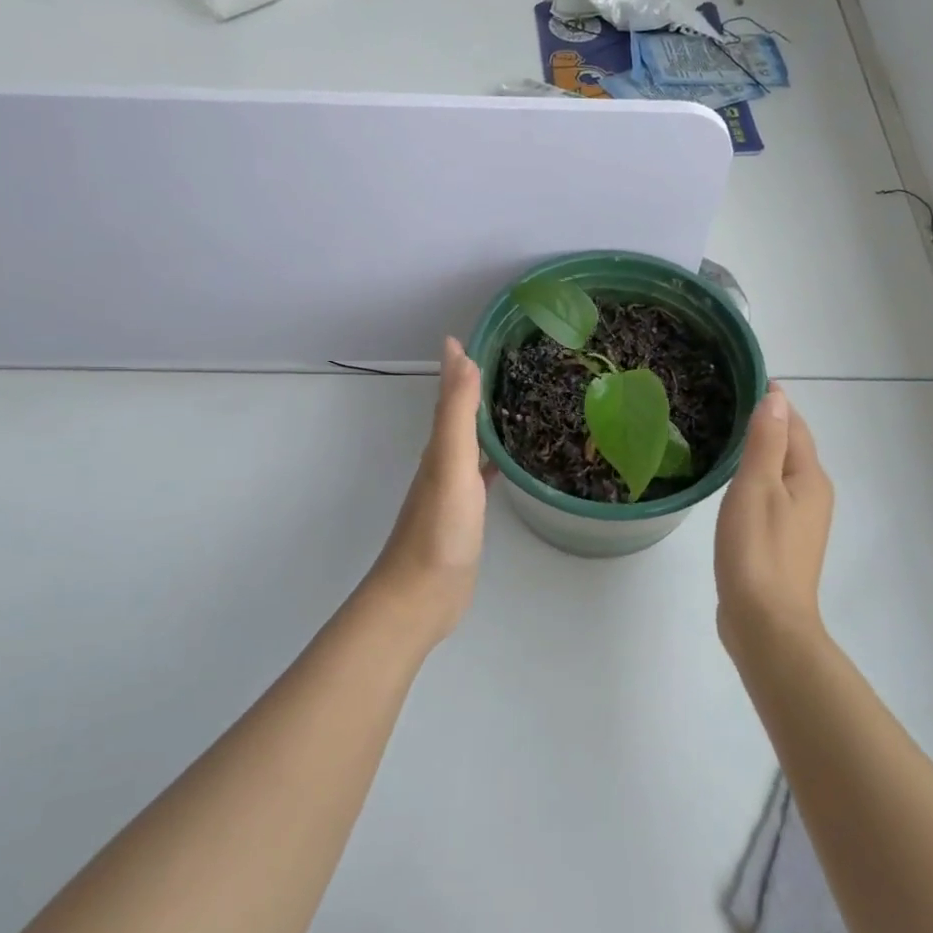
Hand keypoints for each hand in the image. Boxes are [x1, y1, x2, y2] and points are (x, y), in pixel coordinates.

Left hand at [366, 337, 490, 641]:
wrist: (421, 596)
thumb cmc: (439, 529)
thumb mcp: (451, 464)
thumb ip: (458, 414)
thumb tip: (462, 357)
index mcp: (439, 448)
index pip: (449, 396)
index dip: (457, 367)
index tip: (470, 336)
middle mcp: (443, 463)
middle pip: (457, 416)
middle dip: (471, 387)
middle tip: (501, 362)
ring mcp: (453, 491)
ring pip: (469, 444)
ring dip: (483, 422)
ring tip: (511, 402)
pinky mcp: (465, 517)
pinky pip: (480, 476)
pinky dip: (492, 461)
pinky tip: (506, 463)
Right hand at [714, 384, 834, 649]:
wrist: (766, 624)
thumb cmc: (758, 551)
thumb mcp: (757, 487)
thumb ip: (766, 441)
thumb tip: (778, 396)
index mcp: (810, 479)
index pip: (795, 426)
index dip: (775, 402)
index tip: (746, 380)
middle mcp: (813, 496)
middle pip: (792, 449)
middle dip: (769, 425)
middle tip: (728, 404)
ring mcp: (800, 524)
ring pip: (782, 475)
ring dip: (762, 454)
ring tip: (727, 438)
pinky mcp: (783, 544)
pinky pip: (772, 498)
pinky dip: (756, 481)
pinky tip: (733, 487)